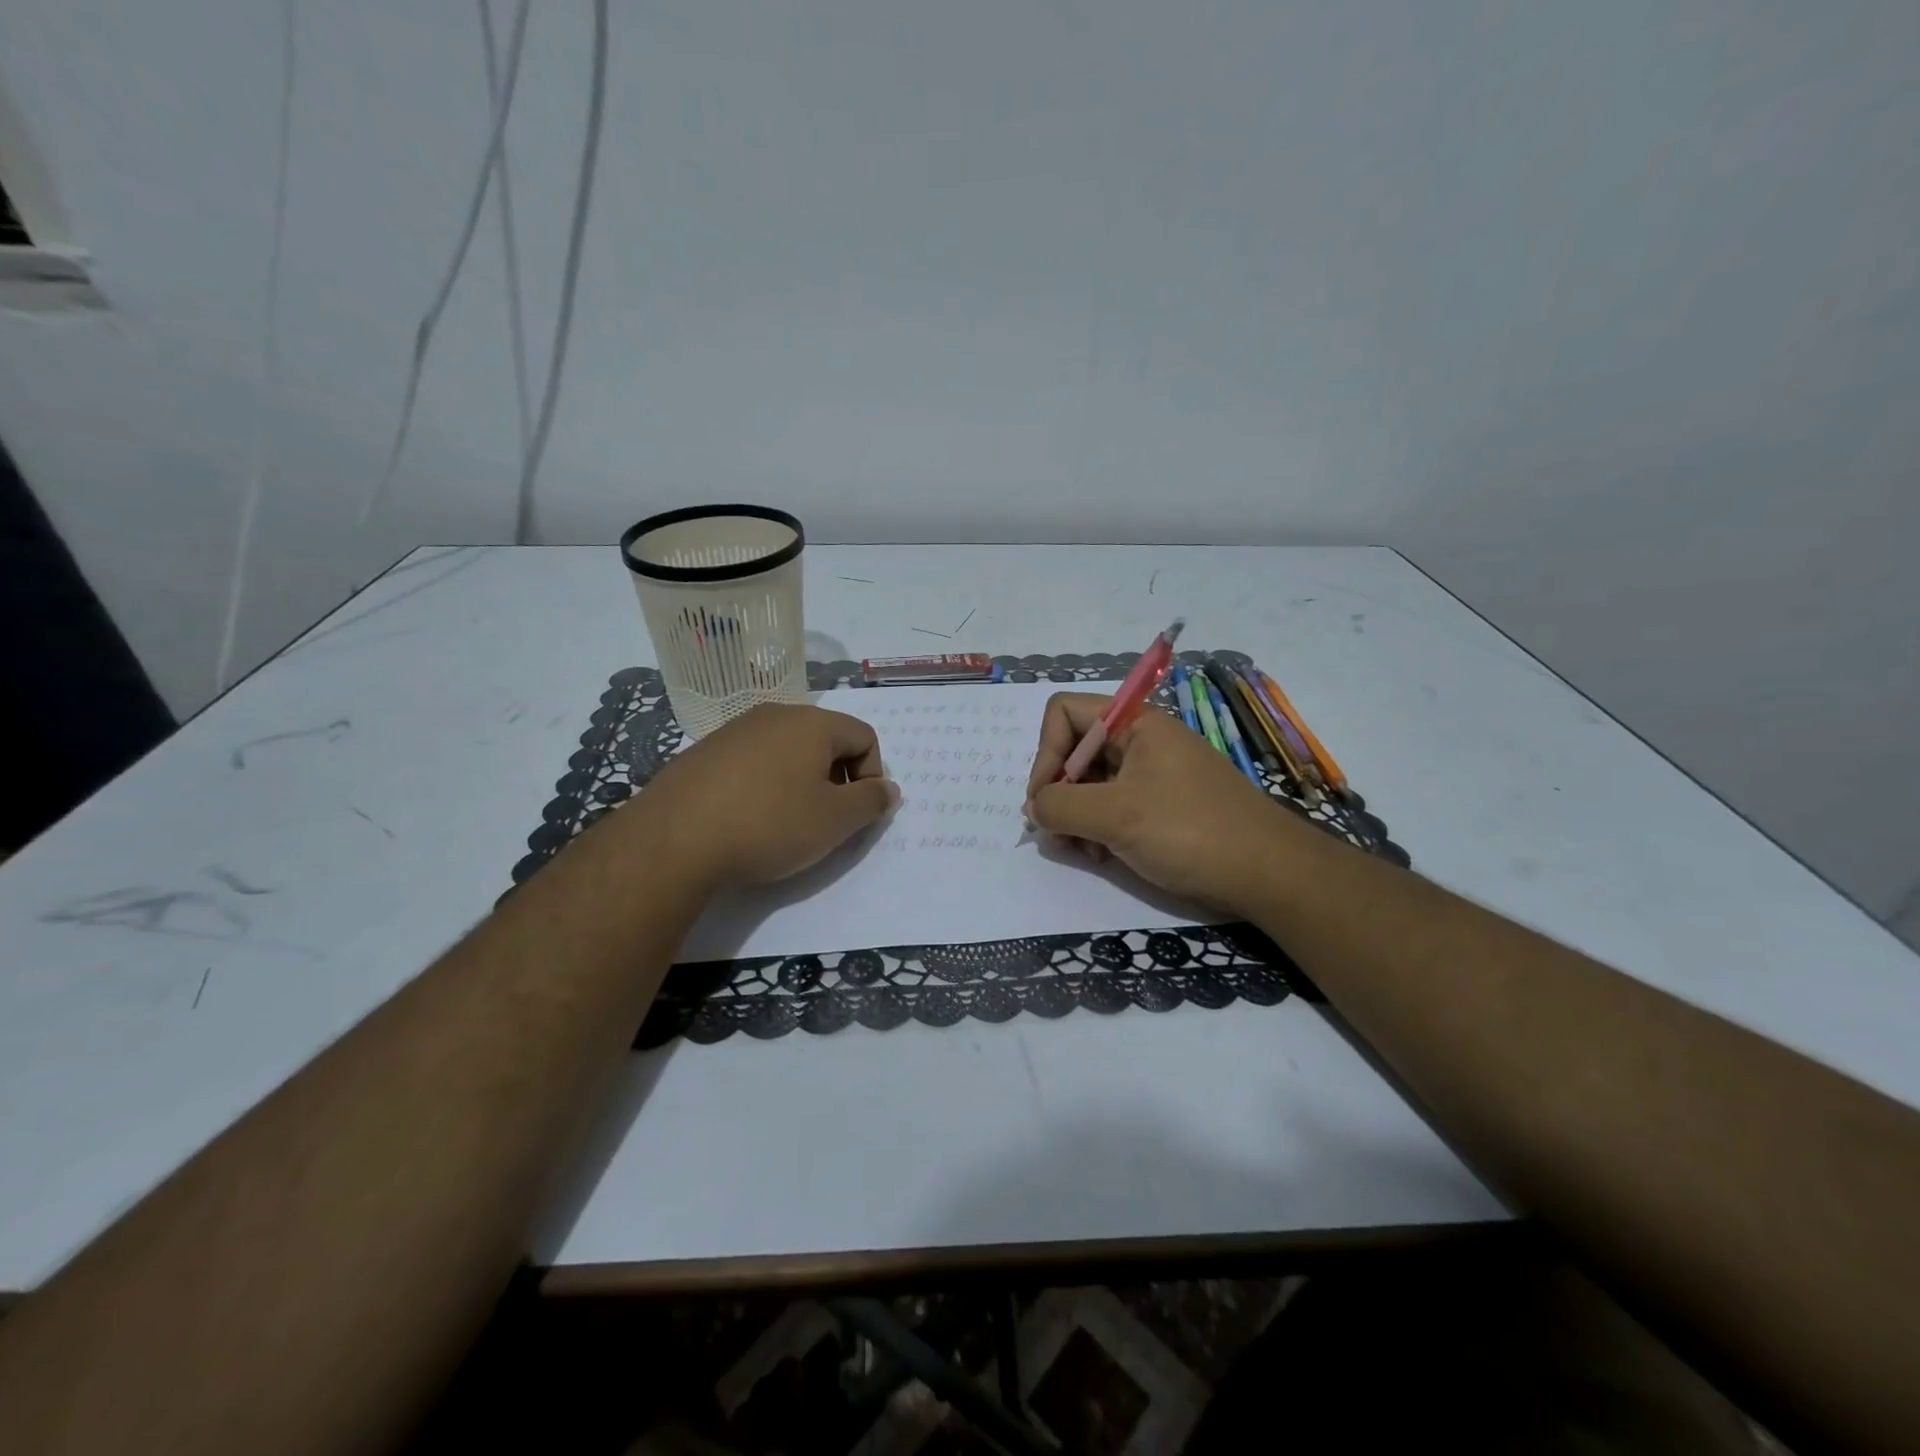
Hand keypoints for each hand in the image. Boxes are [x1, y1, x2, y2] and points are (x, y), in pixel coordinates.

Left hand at [633, 703, 899, 889]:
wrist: (674, 839)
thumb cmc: (769, 824)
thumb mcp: (834, 821)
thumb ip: (871, 801)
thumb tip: (888, 788)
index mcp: (813, 723)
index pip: (864, 736)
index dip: (872, 775)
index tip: (855, 812)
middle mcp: (775, 714)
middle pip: (826, 739)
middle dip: (836, 778)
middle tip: (824, 819)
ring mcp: (735, 729)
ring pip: (788, 749)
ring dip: (800, 780)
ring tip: (785, 821)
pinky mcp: (705, 750)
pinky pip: (754, 760)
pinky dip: (765, 783)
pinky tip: (748, 816)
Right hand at [1024, 692, 1303, 911]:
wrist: (1269, 875)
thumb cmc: (1191, 832)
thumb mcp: (1116, 816)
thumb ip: (1061, 806)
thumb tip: (1033, 807)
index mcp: (1135, 724)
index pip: (1065, 713)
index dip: (1045, 752)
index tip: (1044, 799)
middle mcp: (1141, 742)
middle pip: (1074, 750)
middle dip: (1057, 792)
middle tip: (1055, 835)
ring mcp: (1151, 776)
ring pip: (1090, 784)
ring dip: (1074, 817)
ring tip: (1079, 851)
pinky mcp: (1159, 808)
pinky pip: (1111, 807)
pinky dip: (1096, 830)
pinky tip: (1100, 857)